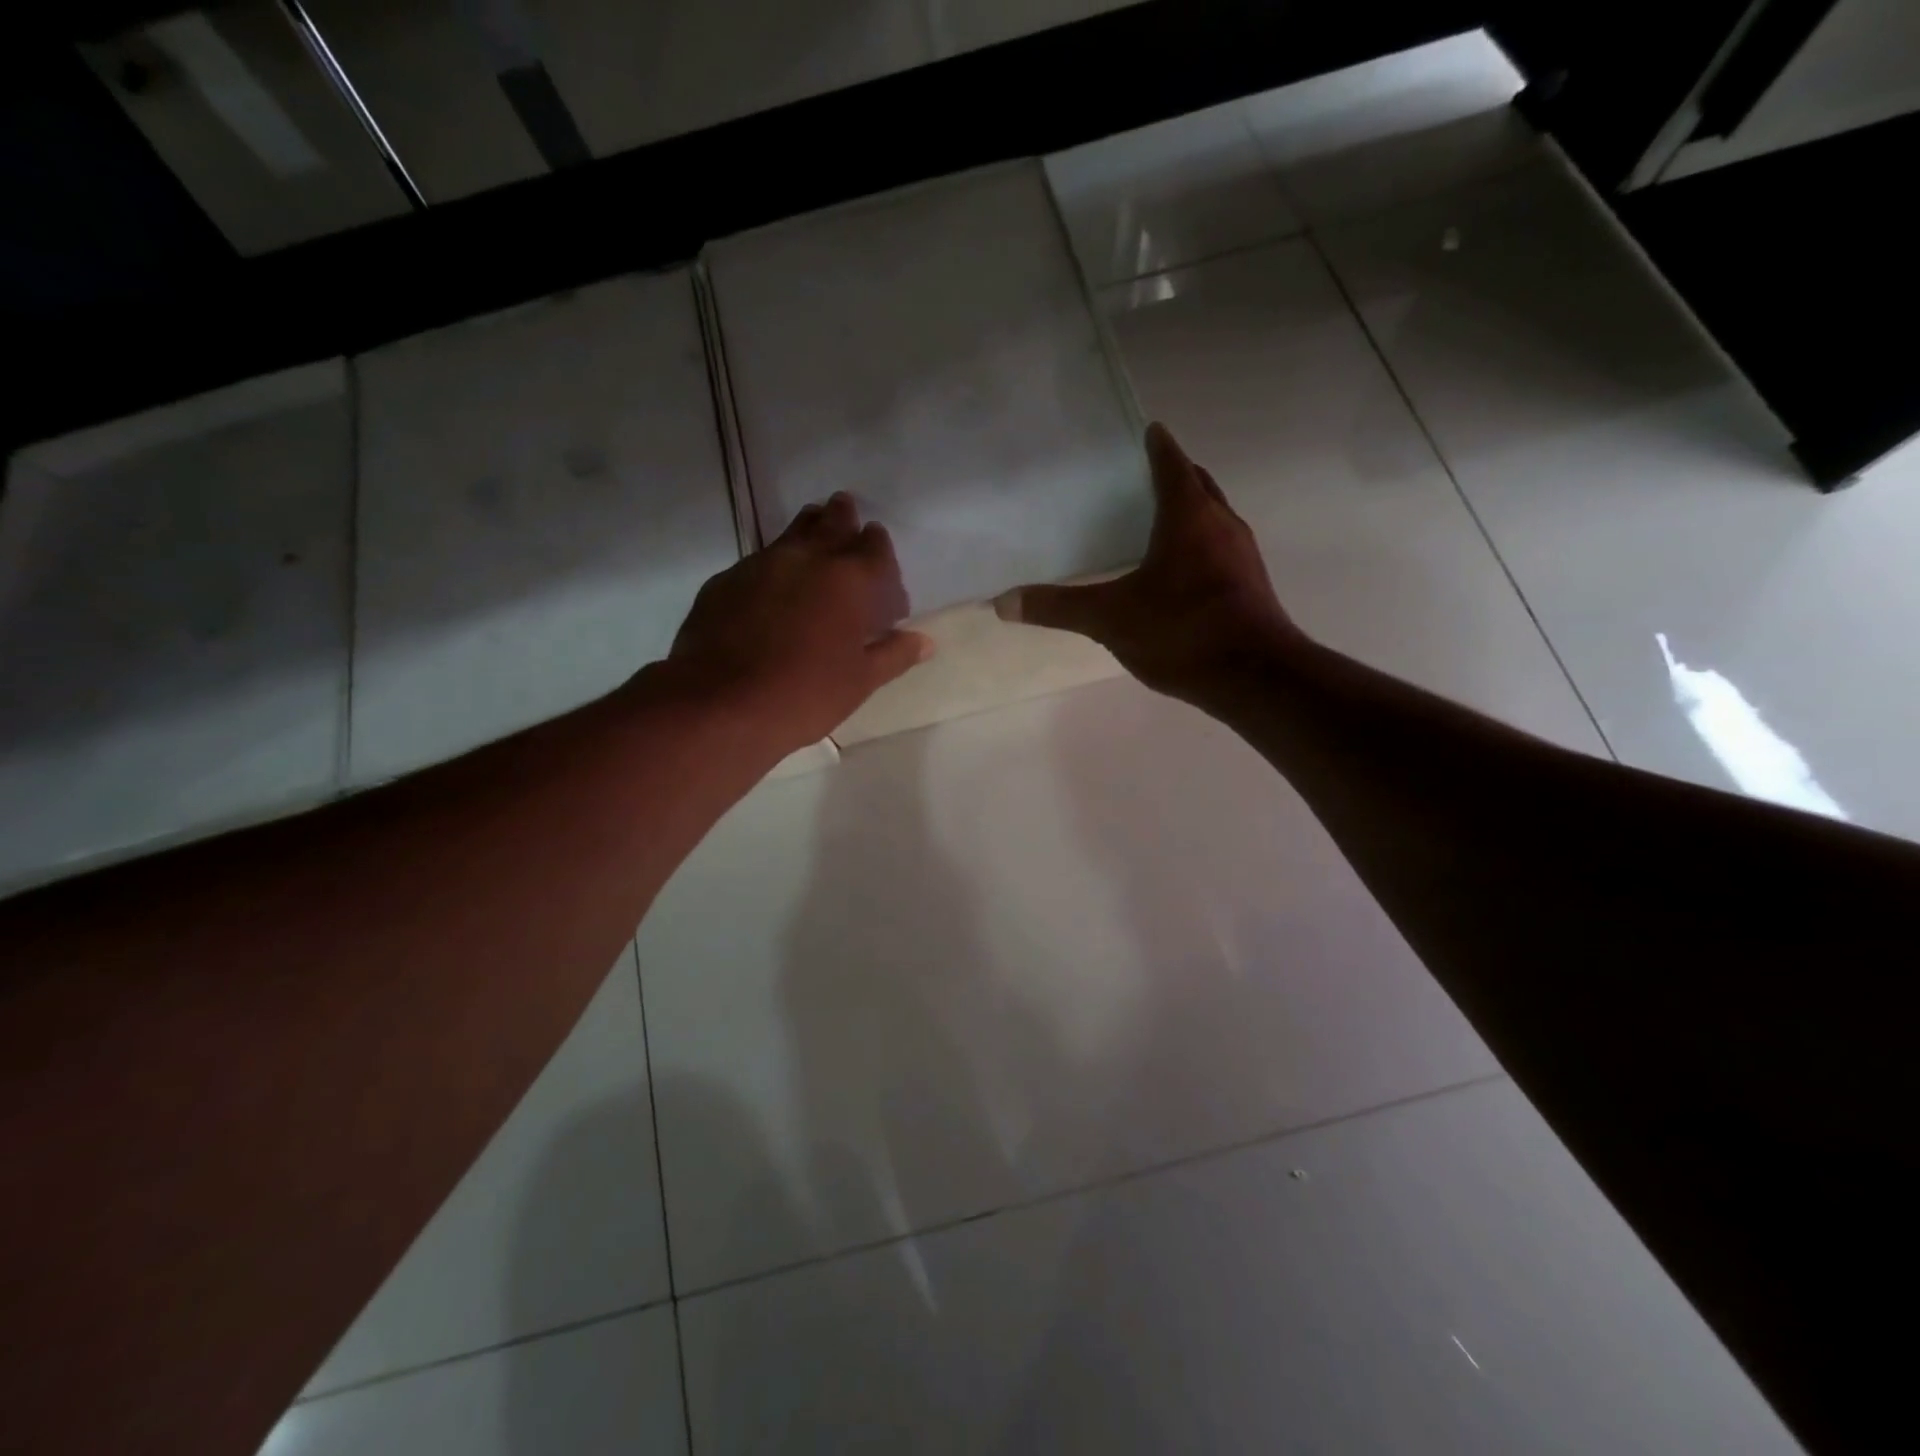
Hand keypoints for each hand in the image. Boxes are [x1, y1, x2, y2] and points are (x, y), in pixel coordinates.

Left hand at [667, 492, 932, 752]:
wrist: (720, 704)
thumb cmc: (805, 694)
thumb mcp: (859, 682)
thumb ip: (893, 655)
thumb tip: (925, 642)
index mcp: (849, 580)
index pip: (874, 547)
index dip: (880, 547)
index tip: (879, 552)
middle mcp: (807, 559)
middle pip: (831, 523)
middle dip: (843, 518)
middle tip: (846, 513)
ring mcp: (761, 564)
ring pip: (792, 534)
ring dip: (808, 530)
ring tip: (814, 535)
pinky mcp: (725, 580)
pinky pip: (759, 561)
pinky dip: (774, 564)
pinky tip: (771, 586)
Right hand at [995, 423, 1301, 706]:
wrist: (1255, 676)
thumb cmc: (1182, 631)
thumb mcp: (1109, 618)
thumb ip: (1057, 607)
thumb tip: (1003, 603)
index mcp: (1188, 516)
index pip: (1171, 464)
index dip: (1157, 446)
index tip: (1146, 432)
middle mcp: (1222, 524)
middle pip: (1199, 485)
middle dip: (1175, 476)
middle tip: (1140, 479)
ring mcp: (1242, 555)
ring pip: (1213, 518)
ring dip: (1190, 512)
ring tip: (1155, 523)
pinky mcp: (1251, 585)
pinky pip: (1220, 549)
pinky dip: (1198, 546)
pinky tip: (1177, 574)